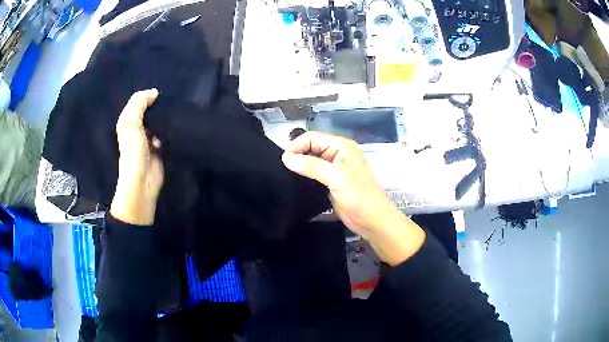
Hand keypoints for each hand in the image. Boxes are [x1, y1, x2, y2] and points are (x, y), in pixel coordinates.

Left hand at [110, 89, 163, 225]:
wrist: (143, 181)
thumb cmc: (134, 151)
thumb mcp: (131, 123)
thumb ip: (139, 104)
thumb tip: (154, 92)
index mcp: (127, 121)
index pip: (138, 101)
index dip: (147, 96)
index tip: (159, 95)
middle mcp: (137, 128)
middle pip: (148, 110)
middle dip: (157, 106)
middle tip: (167, 103)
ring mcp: (148, 138)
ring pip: (158, 120)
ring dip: (164, 118)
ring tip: (171, 115)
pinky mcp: (159, 147)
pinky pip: (164, 133)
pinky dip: (168, 130)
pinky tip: (171, 131)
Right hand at [282, 132, 424, 265]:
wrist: (372, 221)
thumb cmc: (359, 196)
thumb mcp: (336, 177)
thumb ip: (311, 165)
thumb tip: (286, 157)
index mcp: (342, 146)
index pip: (312, 138)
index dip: (296, 146)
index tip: (282, 160)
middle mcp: (337, 154)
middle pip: (310, 148)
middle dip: (296, 155)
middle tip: (280, 169)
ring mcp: (334, 169)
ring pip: (311, 162)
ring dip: (299, 166)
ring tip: (283, 175)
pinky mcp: (330, 183)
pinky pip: (313, 175)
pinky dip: (304, 177)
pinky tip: (293, 183)